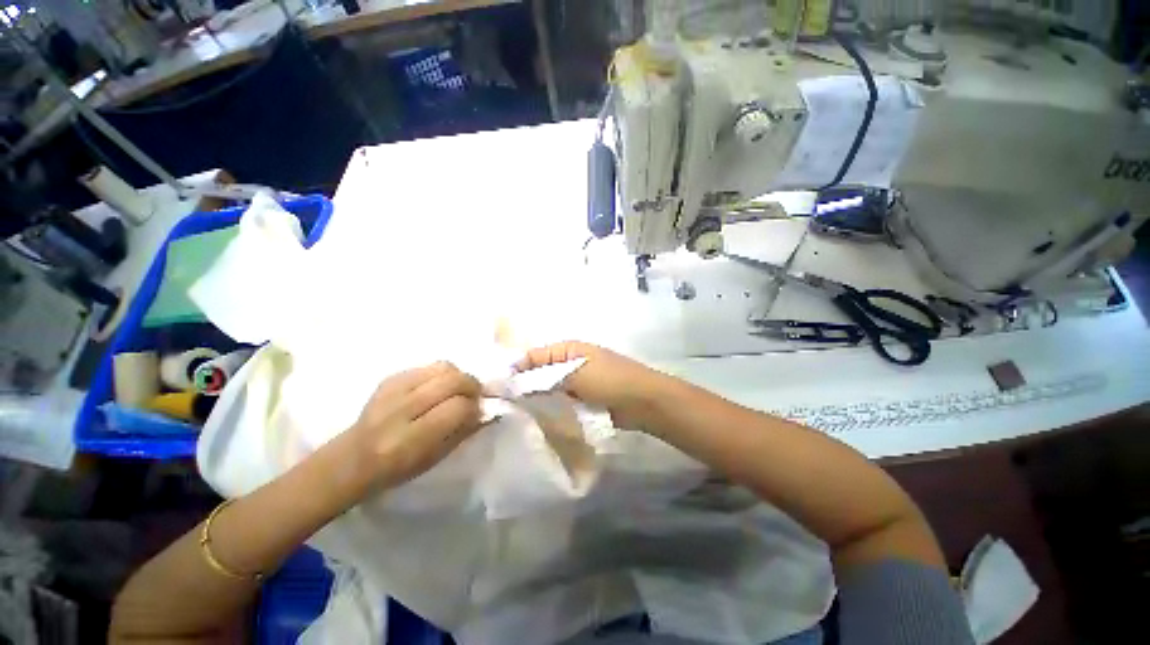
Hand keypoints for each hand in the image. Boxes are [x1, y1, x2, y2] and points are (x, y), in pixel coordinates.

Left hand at [349, 361, 482, 489]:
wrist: (353, 458)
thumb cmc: (398, 468)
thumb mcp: (435, 458)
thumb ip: (464, 431)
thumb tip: (489, 409)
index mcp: (410, 439)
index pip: (457, 408)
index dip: (474, 408)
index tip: (479, 412)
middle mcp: (400, 410)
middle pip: (452, 381)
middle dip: (472, 386)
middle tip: (475, 396)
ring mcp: (392, 390)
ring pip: (443, 367)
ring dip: (459, 376)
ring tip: (459, 389)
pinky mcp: (389, 378)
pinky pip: (429, 366)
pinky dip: (443, 373)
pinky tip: (440, 387)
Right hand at [515, 341, 673, 429]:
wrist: (643, 401)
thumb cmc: (609, 380)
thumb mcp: (575, 374)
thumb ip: (544, 377)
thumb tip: (515, 380)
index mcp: (567, 349)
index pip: (533, 355)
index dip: (515, 369)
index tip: (498, 387)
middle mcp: (569, 362)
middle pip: (539, 372)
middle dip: (524, 386)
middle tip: (504, 404)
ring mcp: (576, 381)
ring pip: (549, 388)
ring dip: (537, 398)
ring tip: (516, 413)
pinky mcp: (582, 398)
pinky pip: (561, 401)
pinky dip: (551, 408)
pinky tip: (537, 419)